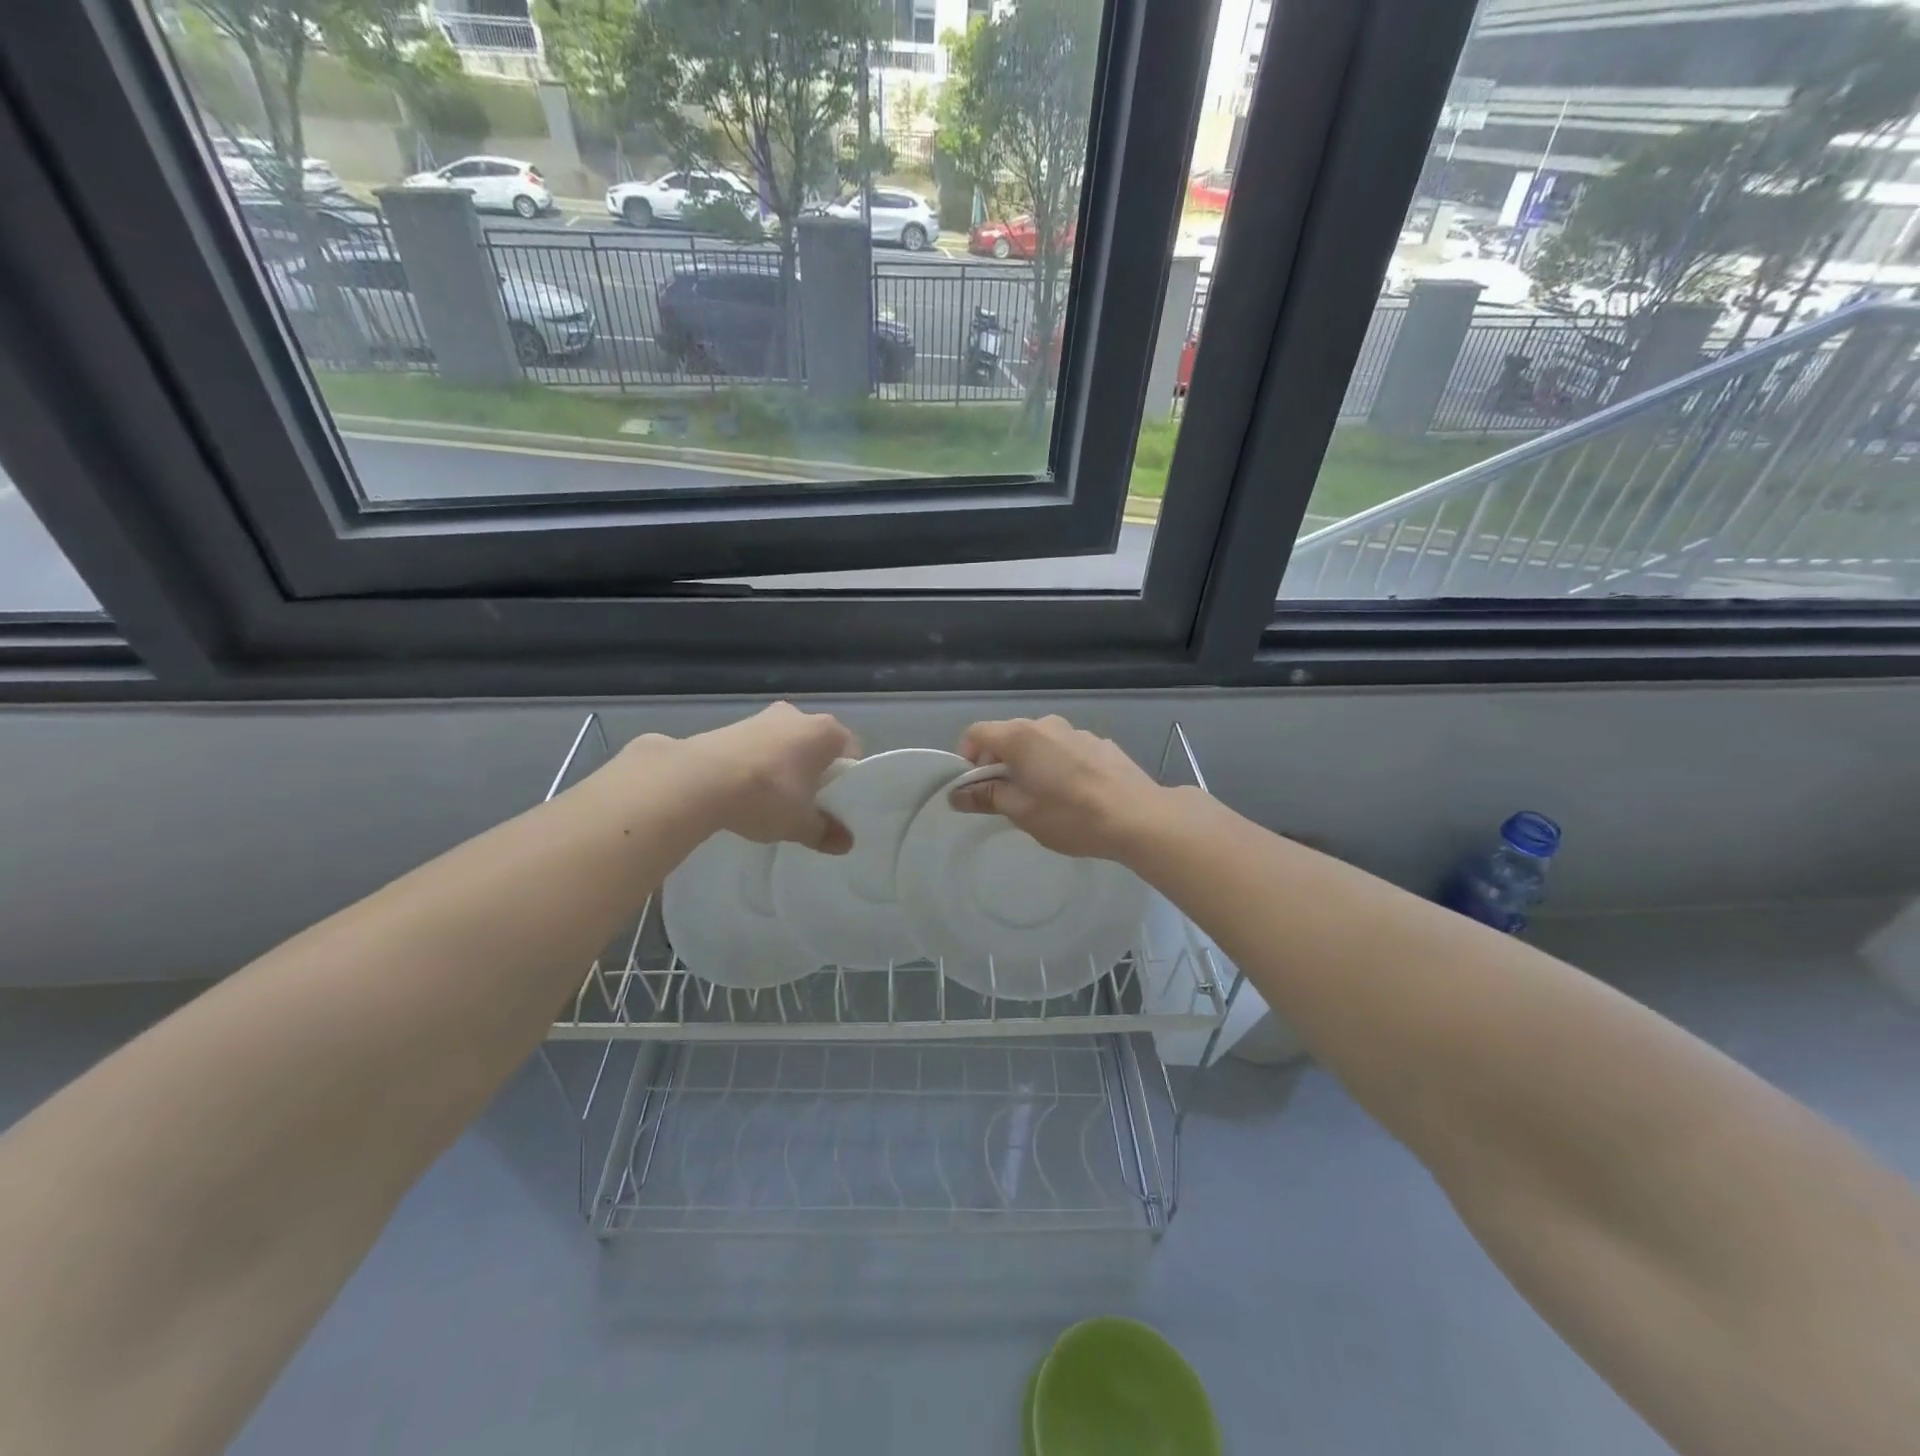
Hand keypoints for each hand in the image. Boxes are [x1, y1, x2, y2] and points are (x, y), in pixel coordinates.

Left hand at [625, 703, 860, 852]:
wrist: (700, 779)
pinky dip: (755, 765)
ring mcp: (761, 717)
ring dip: (782, 766)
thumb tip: (845, 844)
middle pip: (815, 744)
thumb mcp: (800, 823)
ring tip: (771, 800)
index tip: (835, 802)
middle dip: (813, 770)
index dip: (846, 778)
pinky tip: (744, 791)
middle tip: (806, 802)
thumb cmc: (767, 795)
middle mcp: (797, 715)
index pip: (850, 751)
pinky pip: (755, 747)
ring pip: (784, 743)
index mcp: (826, 731)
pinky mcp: (730, 726)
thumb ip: (825, 831)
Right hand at [950, 715, 1163, 859]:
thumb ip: (987, 797)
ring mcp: (1077, 731)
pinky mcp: (1101, 743)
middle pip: (1008, 735)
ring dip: (1030, 763)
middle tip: (1005, 797)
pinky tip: (1074, 793)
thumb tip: (957, 793)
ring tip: (1042, 797)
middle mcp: (1046, 724)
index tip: (974, 786)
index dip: (966, 757)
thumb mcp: (1022, 812)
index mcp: (1021, 737)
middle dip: (998, 762)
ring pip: (1039, 742)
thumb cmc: (1072, 816)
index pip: (977, 732)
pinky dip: (1057, 764)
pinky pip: (1065, 748)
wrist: (1139, 817)